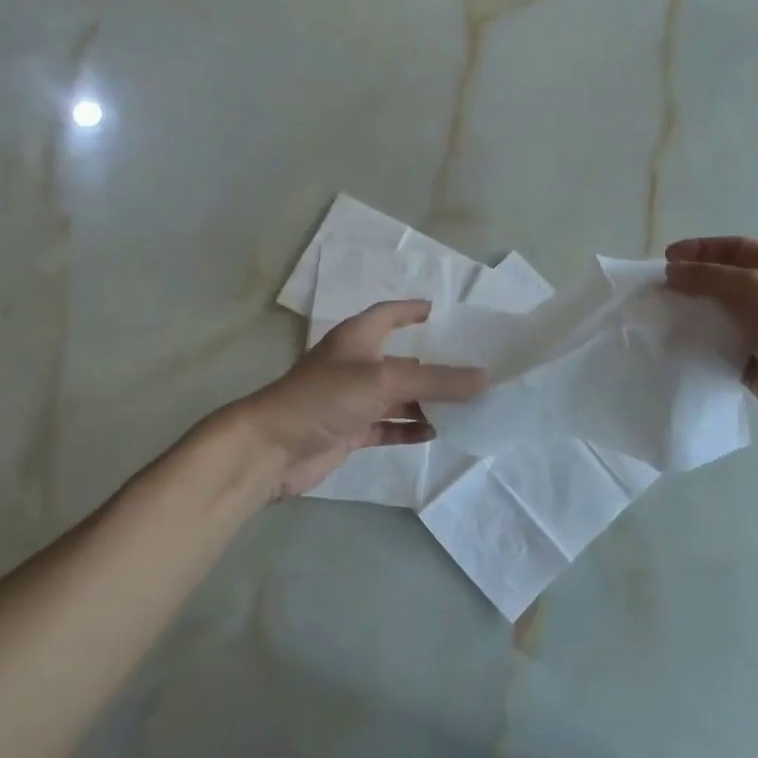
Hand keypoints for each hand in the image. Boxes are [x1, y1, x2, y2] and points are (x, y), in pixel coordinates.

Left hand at [236, 300, 485, 496]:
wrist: (273, 447)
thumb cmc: (326, 397)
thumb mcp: (385, 381)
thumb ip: (436, 381)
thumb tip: (484, 378)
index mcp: (358, 338)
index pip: (389, 314)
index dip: (413, 310)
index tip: (440, 311)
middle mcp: (355, 364)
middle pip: (401, 360)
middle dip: (432, 365)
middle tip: (470, 368)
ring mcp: (351, 400)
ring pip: (397, 396)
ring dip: (425, 401)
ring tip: (464, 404)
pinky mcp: (349, 431)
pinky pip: (387, 426)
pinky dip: (408, 428)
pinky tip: (435, 433)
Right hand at [665, 237, 757, 450]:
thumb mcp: (753, 289)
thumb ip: (709, 276)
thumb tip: (672, 271)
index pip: (735, 248)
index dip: (700, 249)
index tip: (666, 260)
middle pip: (725, 281)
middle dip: (693, 282)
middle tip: (660, 291)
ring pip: (721, 315)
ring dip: (694, 314)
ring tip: (662, 318)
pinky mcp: (756, 364)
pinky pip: (721, 347)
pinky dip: (701, 345)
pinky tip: (678, 347)